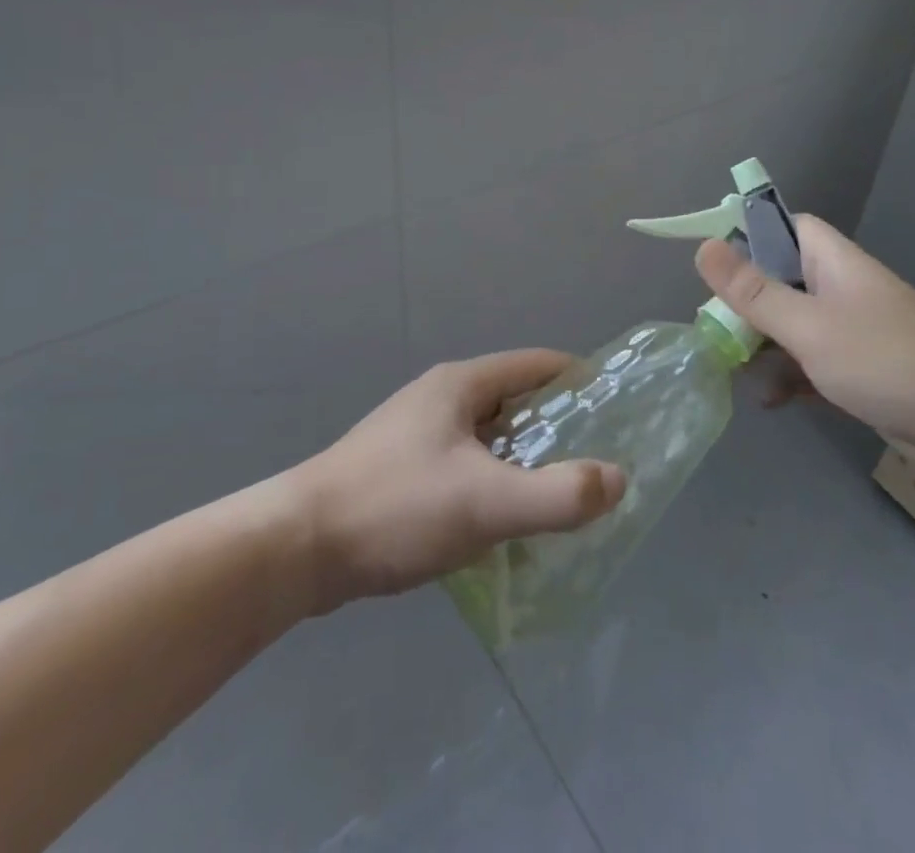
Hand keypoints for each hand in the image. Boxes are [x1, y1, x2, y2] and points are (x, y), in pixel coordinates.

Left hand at [290, 351, 626, 611]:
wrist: (296, 549)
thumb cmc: (397, 508)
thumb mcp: (487, 502)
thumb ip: (559, 494)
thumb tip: (618, 479)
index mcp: (461, 385)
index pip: (536, 364)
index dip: (579, 380)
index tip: (617, 410)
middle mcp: (440, 398)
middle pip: (515, 401)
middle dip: (557, 428)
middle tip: (596, 463)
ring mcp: (416, 434)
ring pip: (489, 438)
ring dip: (525, 461)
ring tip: (559, 496)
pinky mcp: (401, 470)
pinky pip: (465, 466)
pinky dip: (493, 484)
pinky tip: (505, 524)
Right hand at [695, 215, 914, 458]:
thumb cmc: (886, 360)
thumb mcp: (808, 325)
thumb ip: (753, 291)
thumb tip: (703, 247)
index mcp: (831, 261)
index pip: (783, 227)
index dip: (747, 236)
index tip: (713, 266)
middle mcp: (839, 288)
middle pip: (778, 278)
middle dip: (744, 303)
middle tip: (713, 329)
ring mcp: (849, 330)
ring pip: (790, 324)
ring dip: (761, 345)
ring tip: (729, 369)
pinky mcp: (857, 369)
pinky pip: (809, 362)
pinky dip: (787, 377)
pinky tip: (767, 401)